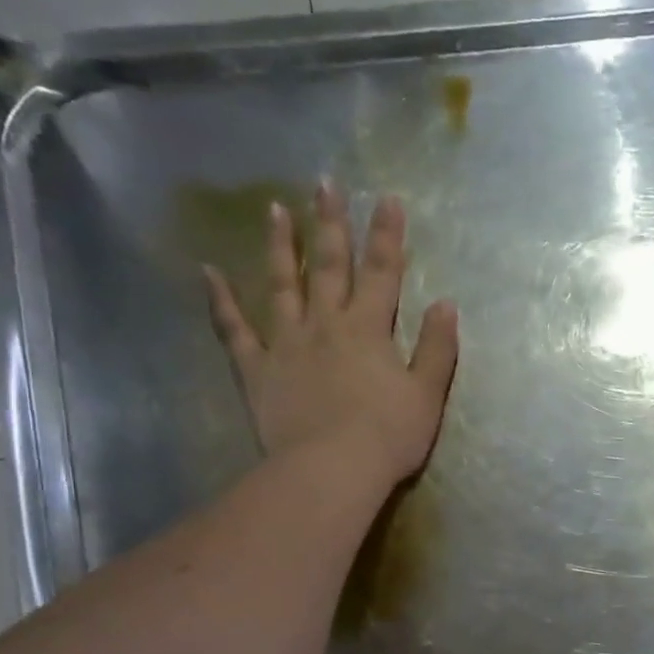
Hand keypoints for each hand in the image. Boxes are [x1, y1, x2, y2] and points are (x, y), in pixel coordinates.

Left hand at [203, 183, 458, 484]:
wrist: (333, 469)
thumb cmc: (389, 435)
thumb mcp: (427, 394)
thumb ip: (436, 348)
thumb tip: (445, 304)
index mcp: (370, 330)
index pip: (383, 273)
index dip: (387, 236)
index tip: (388, 199)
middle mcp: (326, 324)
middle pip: (329, 266)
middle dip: (331, 224)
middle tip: (324, 184)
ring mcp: (286, 344)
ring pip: (281, 285)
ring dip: (279, 246)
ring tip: (275, 209)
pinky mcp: (257, 370)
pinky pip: (234, 331)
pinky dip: (220, 302)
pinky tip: (208, 273)